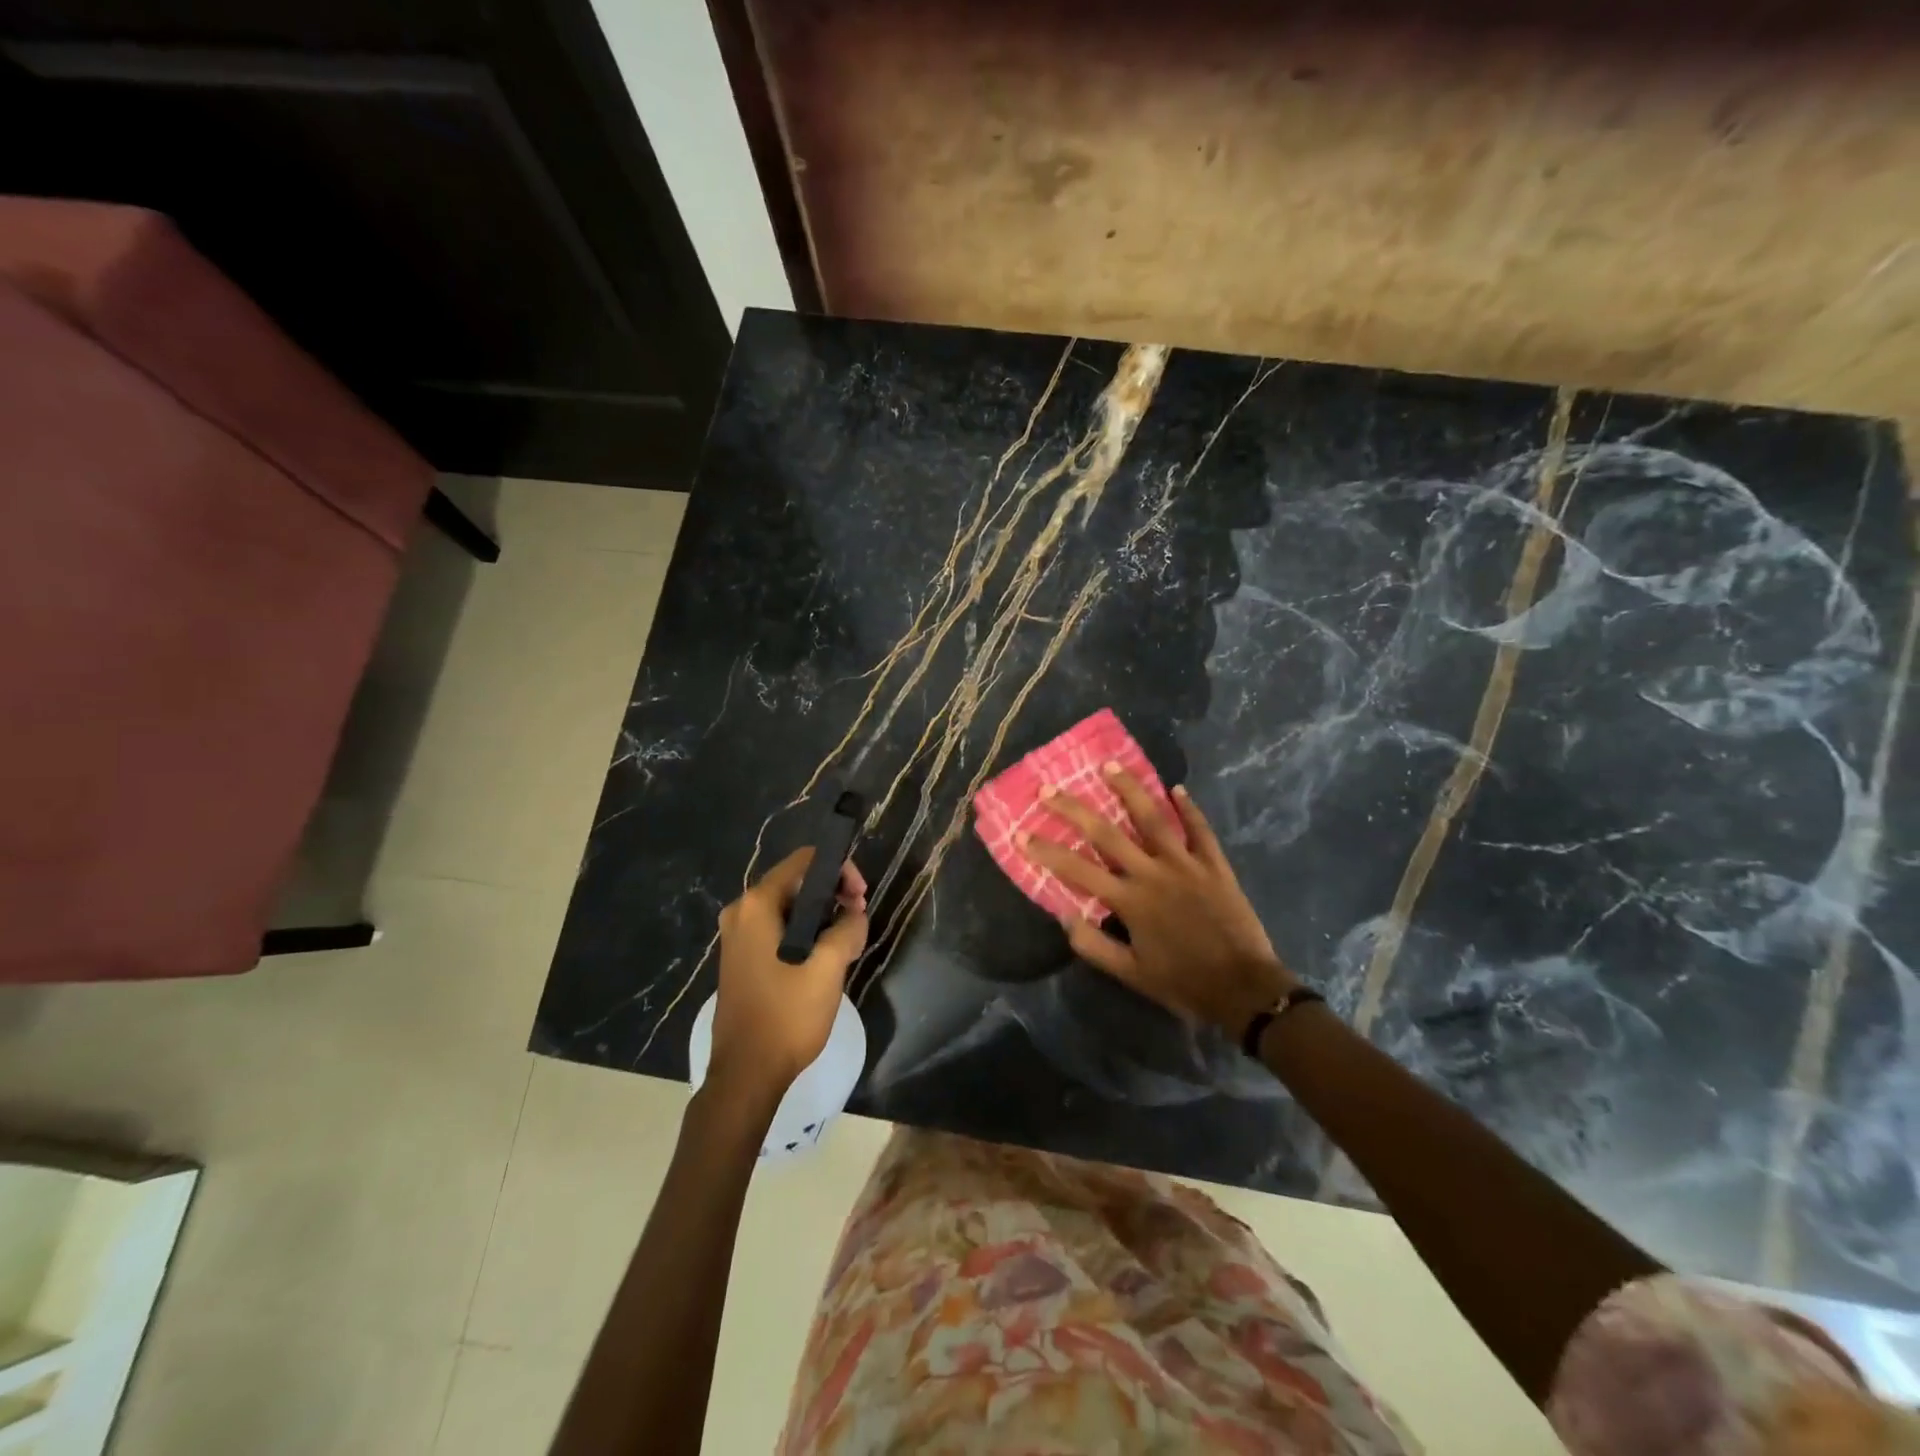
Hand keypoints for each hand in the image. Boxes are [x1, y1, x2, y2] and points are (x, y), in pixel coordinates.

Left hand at [709, 848, 867, 1109]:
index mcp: (757, 904)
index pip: (805, 861)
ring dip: (822, 916)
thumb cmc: (786, 1016)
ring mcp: (737, 936)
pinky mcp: (741, 958)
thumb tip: (854, 914)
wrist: (746, 1074)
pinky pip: (778, 929)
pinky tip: (825, 957)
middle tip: (859, 919)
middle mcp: (741, 911)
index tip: (861, 897)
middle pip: (796, 882)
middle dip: (833, 895)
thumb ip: (848, 928)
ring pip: (790, 907)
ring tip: (847, 942)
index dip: (839, 870)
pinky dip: (804, 933)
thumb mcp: (829, 968)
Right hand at [1019, 768, 1297, 1034]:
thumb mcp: (1131, 975)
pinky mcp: (1214, 865)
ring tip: (1109, 766)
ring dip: (1129, 789)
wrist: (1243, 988)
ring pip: (1153, 818)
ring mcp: (1186, 864)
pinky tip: (1177, 788)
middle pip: (1107, 833)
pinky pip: (1200, 830)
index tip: (1020, 832)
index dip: (1046, 851)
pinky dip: (1189, 808)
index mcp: (1129, 900)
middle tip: (1049, 789)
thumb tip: (1063, 916)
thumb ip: (1094, 945)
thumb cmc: (1182, 983)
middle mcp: (1153, 873)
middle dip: (1074, 809)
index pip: (1077, 869)